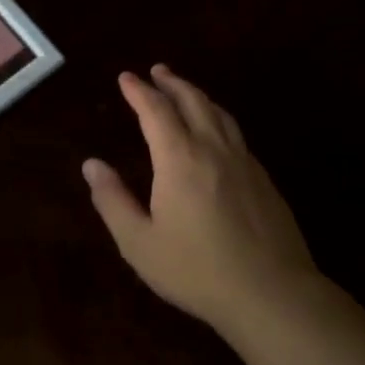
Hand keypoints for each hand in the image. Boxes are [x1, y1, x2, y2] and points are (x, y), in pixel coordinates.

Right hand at [83, 66, 325, 336]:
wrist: (272, 294)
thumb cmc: (196, 270)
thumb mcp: (139, 242)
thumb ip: (113, 200)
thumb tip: (92, 165)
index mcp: (180, 159)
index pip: (156, 111)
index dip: (139, 91)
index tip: (126, 78)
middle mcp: (214, 150)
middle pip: (193, 102)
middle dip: (172, 83)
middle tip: (157, 71)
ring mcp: (245, 163)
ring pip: (220, 114)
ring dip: (198, 96)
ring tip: (185, 91)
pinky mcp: (264, 180)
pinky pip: (237, 134)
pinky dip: (219, 119)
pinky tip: (217, 133)